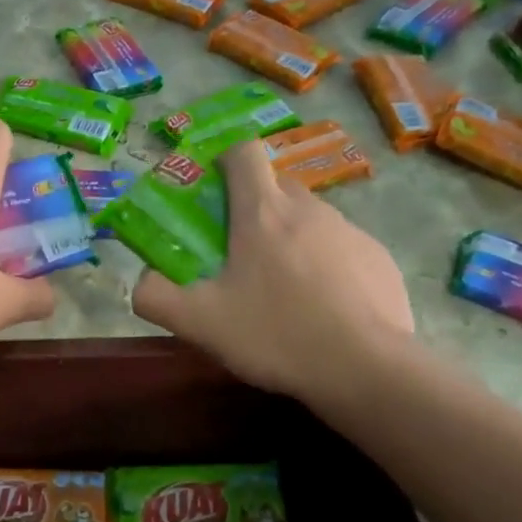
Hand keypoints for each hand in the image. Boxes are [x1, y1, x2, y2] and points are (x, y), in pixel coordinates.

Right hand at [131, 140, 413, 399]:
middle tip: (239, 255)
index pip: (243, 153)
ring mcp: (350, 231)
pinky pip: (342, 248)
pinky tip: (323, 309)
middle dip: (254, 208)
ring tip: (283, 291)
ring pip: (310, 219)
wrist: (365, 368)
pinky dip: (326, 266)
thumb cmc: (276, 335)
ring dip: (290, 240)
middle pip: (275, 187)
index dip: (224, 162)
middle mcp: (309, 209)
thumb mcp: (199, 323)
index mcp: (262, 212)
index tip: (212, 194)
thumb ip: (155, 296)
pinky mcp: (379, 258)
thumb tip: (142, 280)